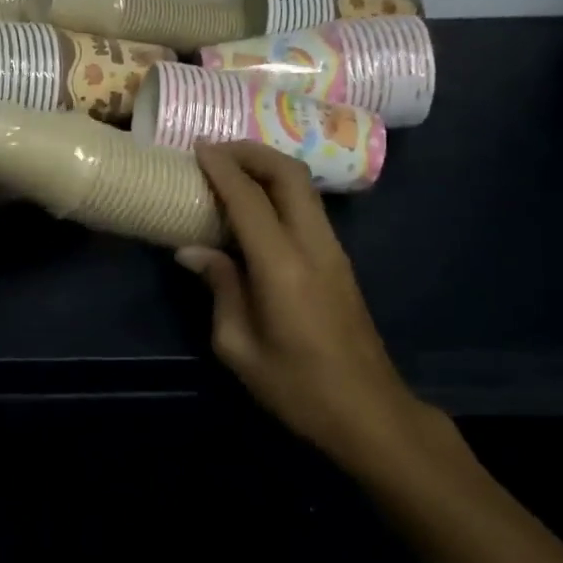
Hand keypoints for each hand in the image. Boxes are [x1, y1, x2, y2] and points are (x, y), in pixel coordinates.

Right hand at [177, 142, 422, 463]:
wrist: (369, 414)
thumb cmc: (296, 387)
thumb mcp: (238, 346)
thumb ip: (219, 288)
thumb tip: (192, 251)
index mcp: (281, 266)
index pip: (248, 198)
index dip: (221, 168)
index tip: (196, 148)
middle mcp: (313, 246)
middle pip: (289, 175)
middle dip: (251, 153)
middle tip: (216, 152)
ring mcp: (333, 251)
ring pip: (304, 187)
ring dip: (268, 168)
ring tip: (231, 172)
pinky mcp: (339, 262)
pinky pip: (308, 208)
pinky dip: (279, 191)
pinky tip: (255, 206)